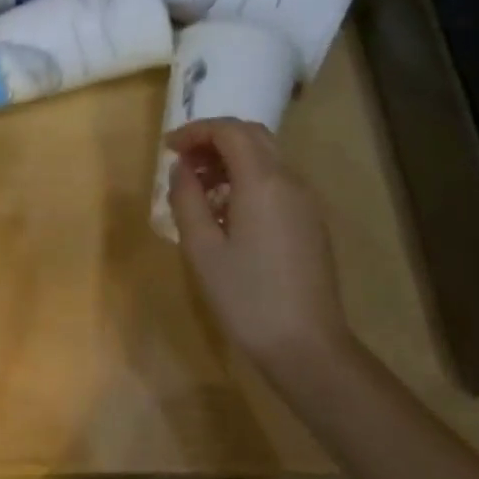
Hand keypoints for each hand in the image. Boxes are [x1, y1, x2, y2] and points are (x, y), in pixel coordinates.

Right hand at [166, 118, 348, 381]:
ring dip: (231, 159)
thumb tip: (181, 170)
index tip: (168, 148)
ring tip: (199, 188)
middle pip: (252, 136)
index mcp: (263, 182)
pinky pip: (277, 181)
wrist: (307, 347)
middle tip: (183, 162)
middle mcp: (290, 181)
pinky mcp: (310, 222)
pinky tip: (227, 211)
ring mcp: (306, 202)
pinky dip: (248, 178)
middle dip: (214, 139)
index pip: (230, 131)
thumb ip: (186, 198)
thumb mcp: (202, 248)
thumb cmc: (246, 297)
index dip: (196, 131)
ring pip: (267, 158)